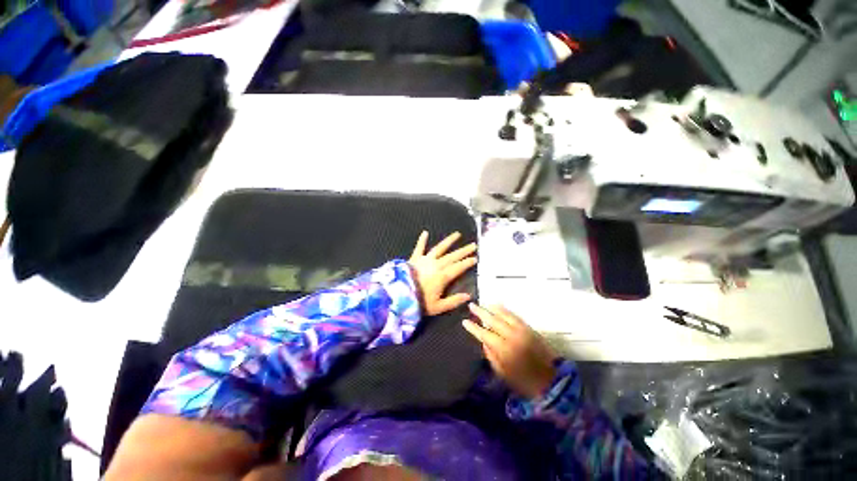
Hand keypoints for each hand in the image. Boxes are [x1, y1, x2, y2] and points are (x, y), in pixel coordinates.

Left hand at [408, 231, 476, 315]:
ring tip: (457, 234)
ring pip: (440, 248)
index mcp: (443, 276)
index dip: (467, 262)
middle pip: (453, 256)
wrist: (398, 294)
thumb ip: (454, 301)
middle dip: (464, 250)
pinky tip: (425, 232)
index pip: (459, 267)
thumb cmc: (419, 301)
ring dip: (449, 241)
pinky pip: (419, 248)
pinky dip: (422, 240)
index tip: (475, 258)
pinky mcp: (415, 258)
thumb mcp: (438, 306)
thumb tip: (468, 296)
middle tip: (473, 245)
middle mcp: (436, 265)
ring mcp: (425, 260)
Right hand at [463, 304, 557, 399]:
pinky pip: (514, 315)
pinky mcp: (529, 328)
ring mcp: (522, 330)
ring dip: (492, 308)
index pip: (484, 334)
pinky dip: (505, 310)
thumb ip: (491, 355)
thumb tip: (484, 340)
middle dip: (481, 312)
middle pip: (493, 320)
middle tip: (471, 305)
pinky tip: (499, 307)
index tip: (465, 321)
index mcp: (504, 349)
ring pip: (504, 314)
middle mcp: (512, 336)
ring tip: (484, 304)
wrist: (551, 381)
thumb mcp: (502, 373)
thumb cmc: (523, 381)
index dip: (473, 327)